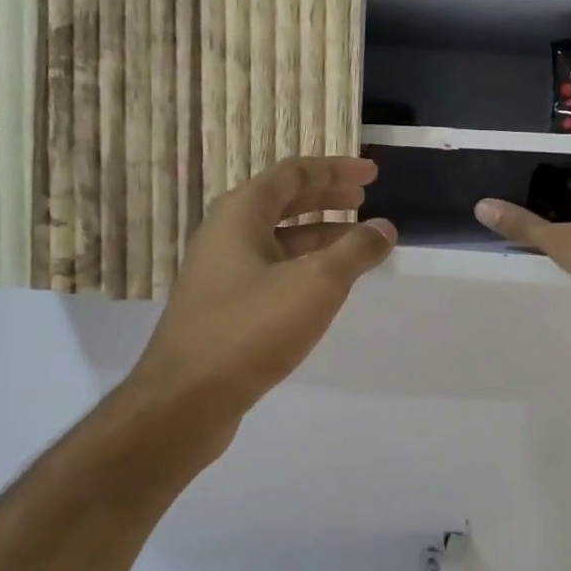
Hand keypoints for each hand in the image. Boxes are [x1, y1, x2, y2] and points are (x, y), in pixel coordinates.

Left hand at [131, 157, 395, 438]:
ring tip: (356, 242)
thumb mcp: (316, 283)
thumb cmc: (251, 329)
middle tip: (364, 199)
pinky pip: (271, 270)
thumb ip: (355, 251)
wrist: (186, 400)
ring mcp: (221, 273)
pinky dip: (303, 266)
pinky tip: (326, 286)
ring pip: (277, 239)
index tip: (371, 174)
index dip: (335, 169)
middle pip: (282, 202)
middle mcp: (225, 235)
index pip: (293, 174)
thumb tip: (384, 228)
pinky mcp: (224, 307)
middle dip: (326, 197)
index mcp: (240, 214)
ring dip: (318, 234)